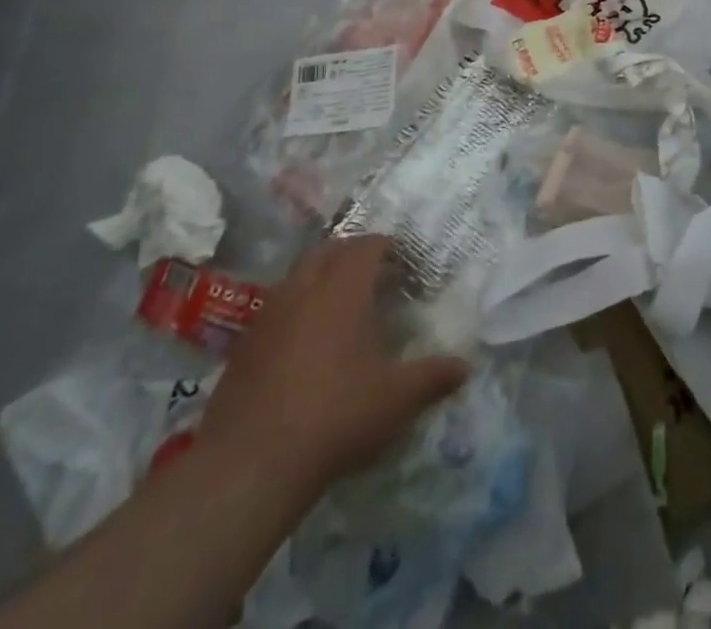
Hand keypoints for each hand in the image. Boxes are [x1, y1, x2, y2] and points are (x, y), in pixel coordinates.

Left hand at [196, 236, 468, 499]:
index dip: (388, 247)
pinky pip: (276, 309)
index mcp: (343, 288)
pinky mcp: (243, 346)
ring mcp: (268, 315)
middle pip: (329, 250)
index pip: (367, 245)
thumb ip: (433, 377)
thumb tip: (466, 367)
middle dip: (352, 254)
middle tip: (375, 276)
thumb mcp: (396, 399)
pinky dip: (295, 310)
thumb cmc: (335, 416)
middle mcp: (304, 288)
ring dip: (320, 279)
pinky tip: (306, 345)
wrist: (249, 466)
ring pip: (298, 276)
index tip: (404, 263)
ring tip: (341, 307)